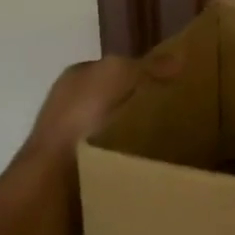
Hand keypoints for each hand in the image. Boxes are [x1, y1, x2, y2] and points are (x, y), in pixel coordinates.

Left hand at [21, 51, 179, 170]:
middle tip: (178, 113)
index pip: (117, 68)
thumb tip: (180, 57)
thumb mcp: (118, 75)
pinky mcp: (81, 168)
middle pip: (119, 99)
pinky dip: (132, 158)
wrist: (54, 177)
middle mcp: (72, 103)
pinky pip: (116, 156)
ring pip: (119, 129)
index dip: (145, 72)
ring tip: (173, 141)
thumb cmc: (82, 116)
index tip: (175, 84)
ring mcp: (74, 137)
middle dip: (145, 105)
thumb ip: (148, 65)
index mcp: (77, 76)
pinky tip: (152, 162)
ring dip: (141, 134)